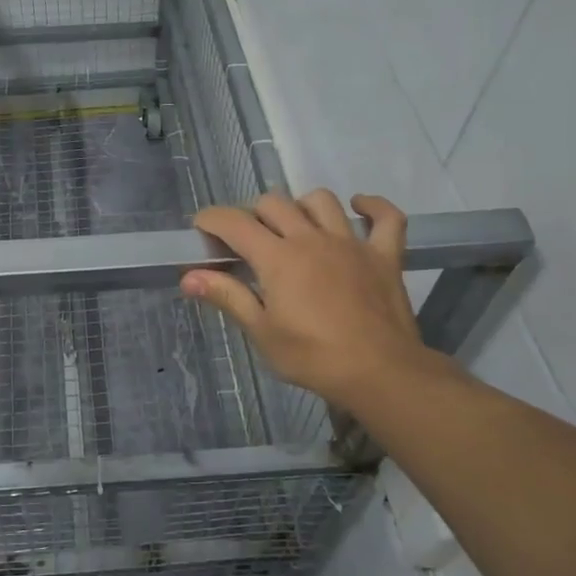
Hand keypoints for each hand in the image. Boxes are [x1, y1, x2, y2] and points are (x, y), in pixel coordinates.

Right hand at [182, 191, 461, 414]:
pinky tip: (359, 208)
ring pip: (322, 201)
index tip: (201, 229)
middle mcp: (311, 239)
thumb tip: (188, 277)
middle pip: (275, 203)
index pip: (235, 223)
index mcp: (278, 258)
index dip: (212, 219)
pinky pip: (387, 218)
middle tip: (247, 242)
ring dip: (301, 207)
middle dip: (253, 214)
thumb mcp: (262, 332)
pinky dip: (373, 207)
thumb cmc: (313, 357)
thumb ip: (227, 296)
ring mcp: (351, 243)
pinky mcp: (384, 256)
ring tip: (294, 227)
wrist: (381, 374)